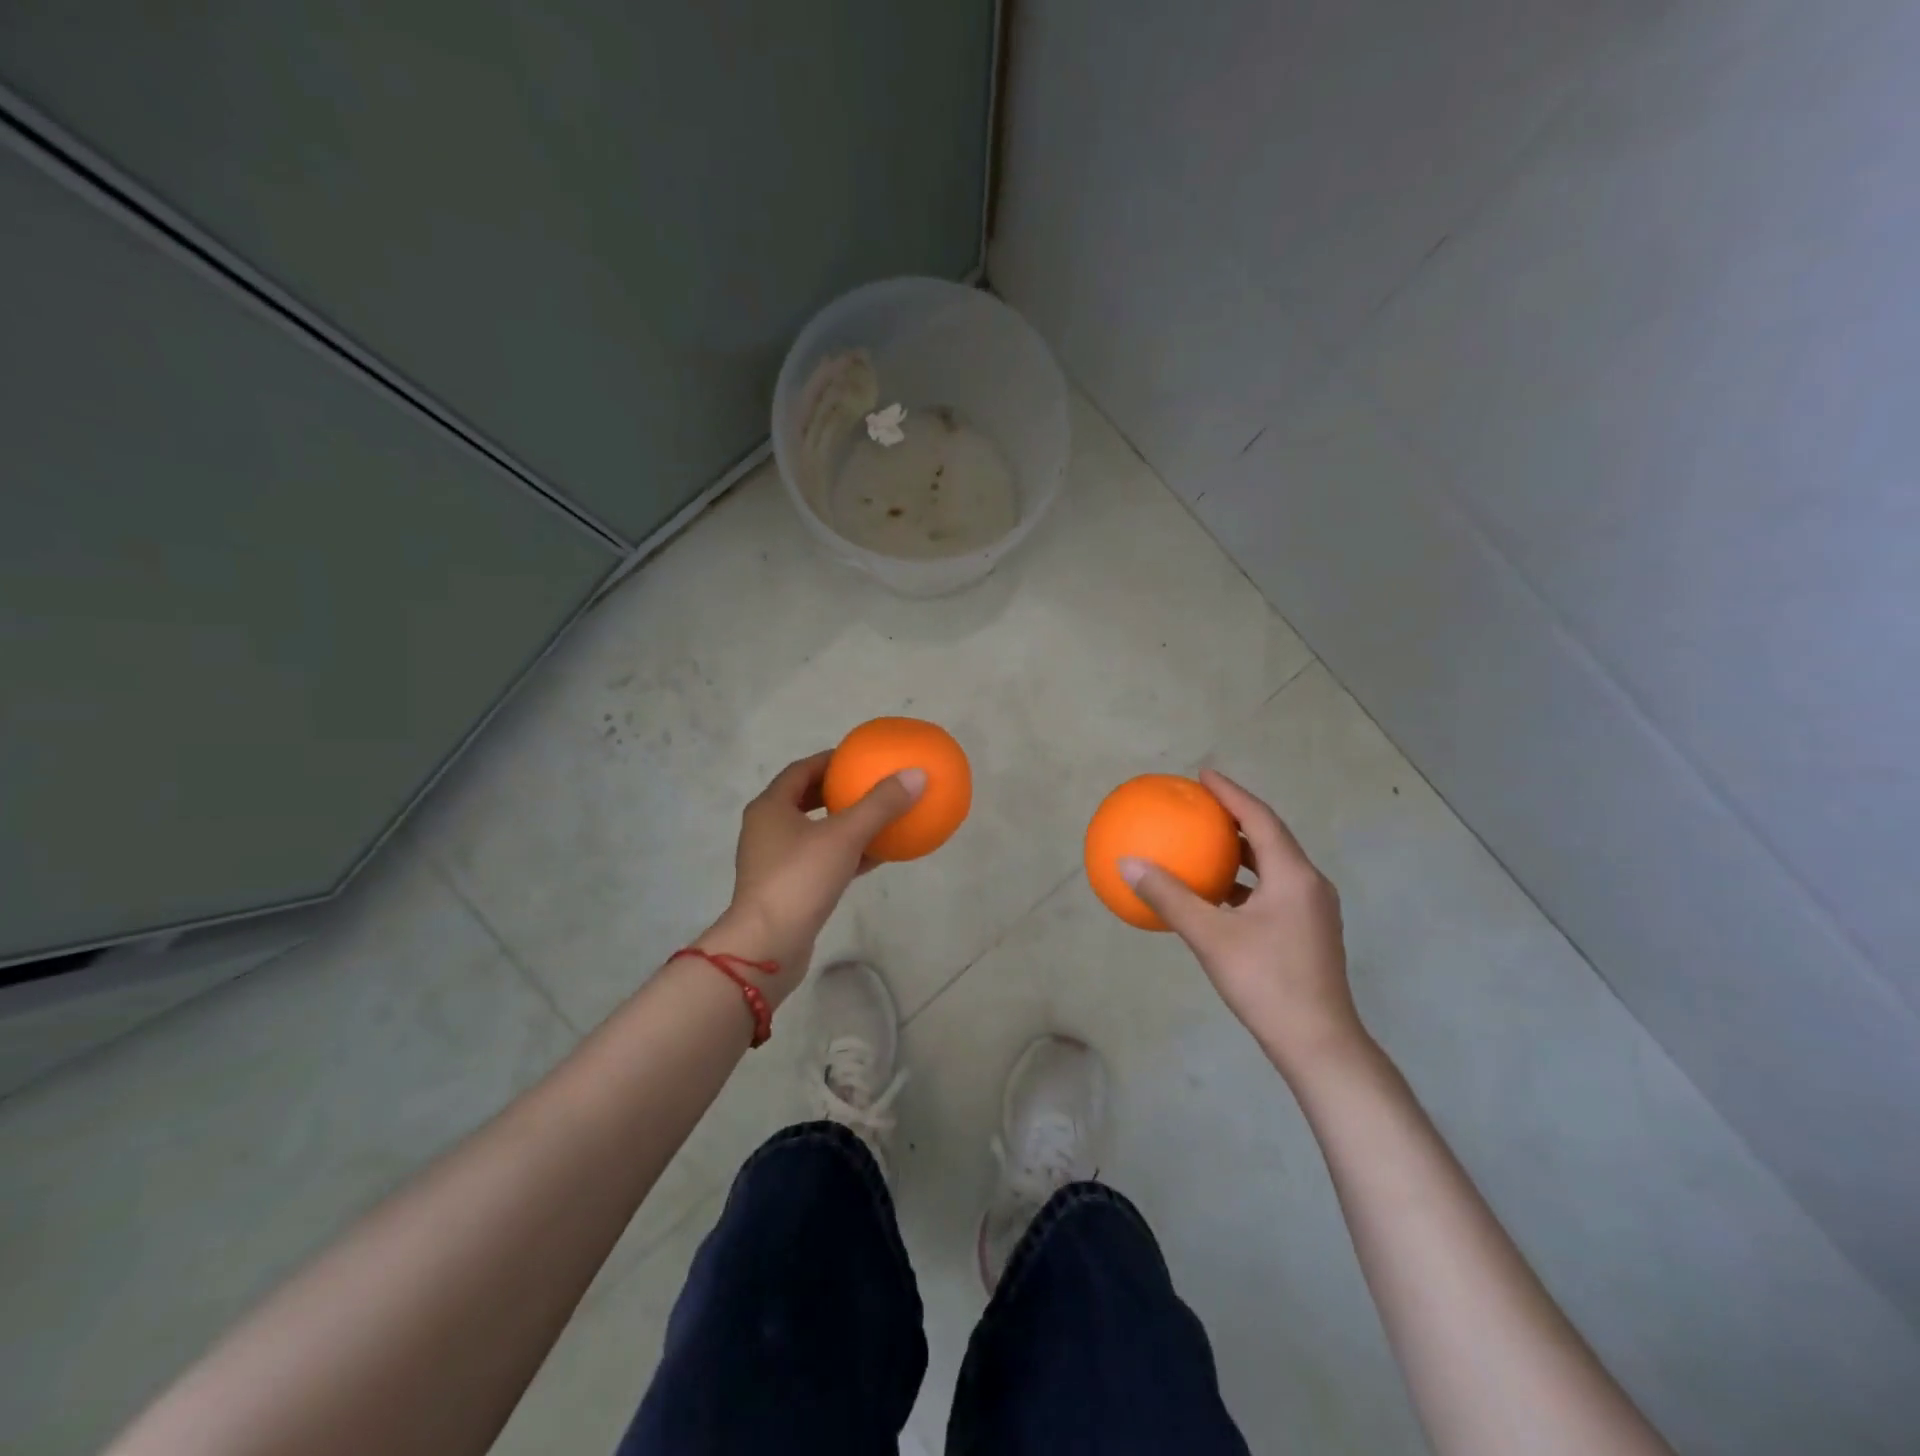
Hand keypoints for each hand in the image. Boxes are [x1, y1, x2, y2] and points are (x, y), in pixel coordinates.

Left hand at [698, 752, 925, 1003]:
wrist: (768, 945)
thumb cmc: (800, 879)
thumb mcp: (845, 836)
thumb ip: (880, 805)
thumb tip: (916, 774)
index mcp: (770, 807)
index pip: (801, 770)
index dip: (829, 760)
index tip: (859, 758)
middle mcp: (767, 829)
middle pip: (804, 799)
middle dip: (836, 791)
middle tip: (868, 785)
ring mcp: (774, 861)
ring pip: (812, 832)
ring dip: (842, 823)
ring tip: (876, 817)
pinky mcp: (786, 888)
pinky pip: (819, 860)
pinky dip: (844, 854)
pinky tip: (875, 856)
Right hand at [1121, 769, 1364, 1080]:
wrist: (1318, 1044)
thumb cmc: (1266, 982)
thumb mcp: (1210, 936)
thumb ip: (1169, 897)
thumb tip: (1128, 864)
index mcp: (1293, 875)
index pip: (1260, 818)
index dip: (1231, 793)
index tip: (1204, 775)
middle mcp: (1309, 884)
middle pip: (1270, 838)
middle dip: (1237, 818)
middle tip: (1202, 806)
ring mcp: (1313, 911)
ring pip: (1273, 866)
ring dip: (1241, 852)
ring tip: (1207, 844)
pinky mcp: (1308, 933)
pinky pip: (1273, 890)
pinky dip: (1245, 882)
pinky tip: (1218, 896)